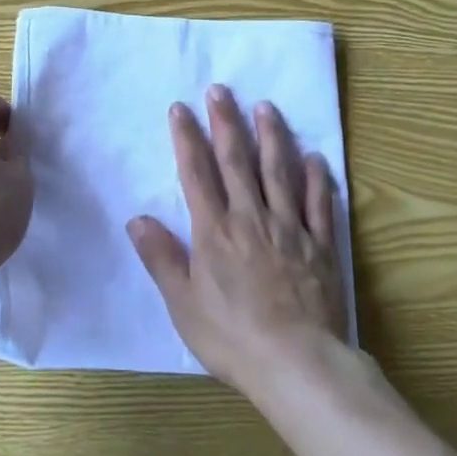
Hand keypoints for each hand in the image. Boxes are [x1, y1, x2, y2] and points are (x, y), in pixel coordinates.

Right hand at [129, 85, 346, 393]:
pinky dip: (316, 178)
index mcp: (214, 231)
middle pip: (237, 161)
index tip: (180, 108)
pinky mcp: (320, 246)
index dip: (187, 138)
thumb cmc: (232, 338)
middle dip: (226, 122)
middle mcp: (251, 218)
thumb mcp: (183, 304)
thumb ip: (161, 258)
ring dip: (272, 136)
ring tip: (266, 107)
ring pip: (279, 172)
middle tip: (221, 89)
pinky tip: (314, 157)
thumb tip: (136, 218)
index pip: (196, 173)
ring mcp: (289, 228)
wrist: (297, 366)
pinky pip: (318, 204)